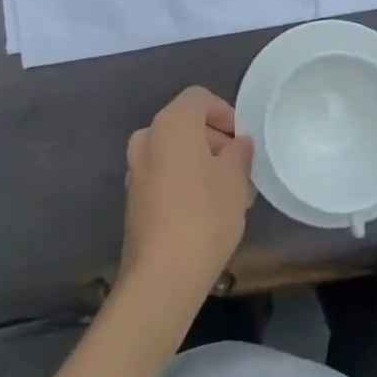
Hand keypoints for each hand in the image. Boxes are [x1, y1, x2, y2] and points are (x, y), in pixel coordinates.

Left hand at [118, 87, 254, 307]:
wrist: (161, 277)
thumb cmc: (204, 216)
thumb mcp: (236, 179)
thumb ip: (240, 152)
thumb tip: (238, 144)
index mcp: (170, 123)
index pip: (200, 99)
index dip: (225, 114)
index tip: (243, 142)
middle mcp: (147, 137)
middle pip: (186, 125)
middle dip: (216, 142)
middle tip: (242, 171)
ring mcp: (135, 169)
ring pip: (176, 152)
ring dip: (202, 164)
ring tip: (231, 196)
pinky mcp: (133, 198)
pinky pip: (164, 175)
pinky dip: (185, 181)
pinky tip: (207, 212)